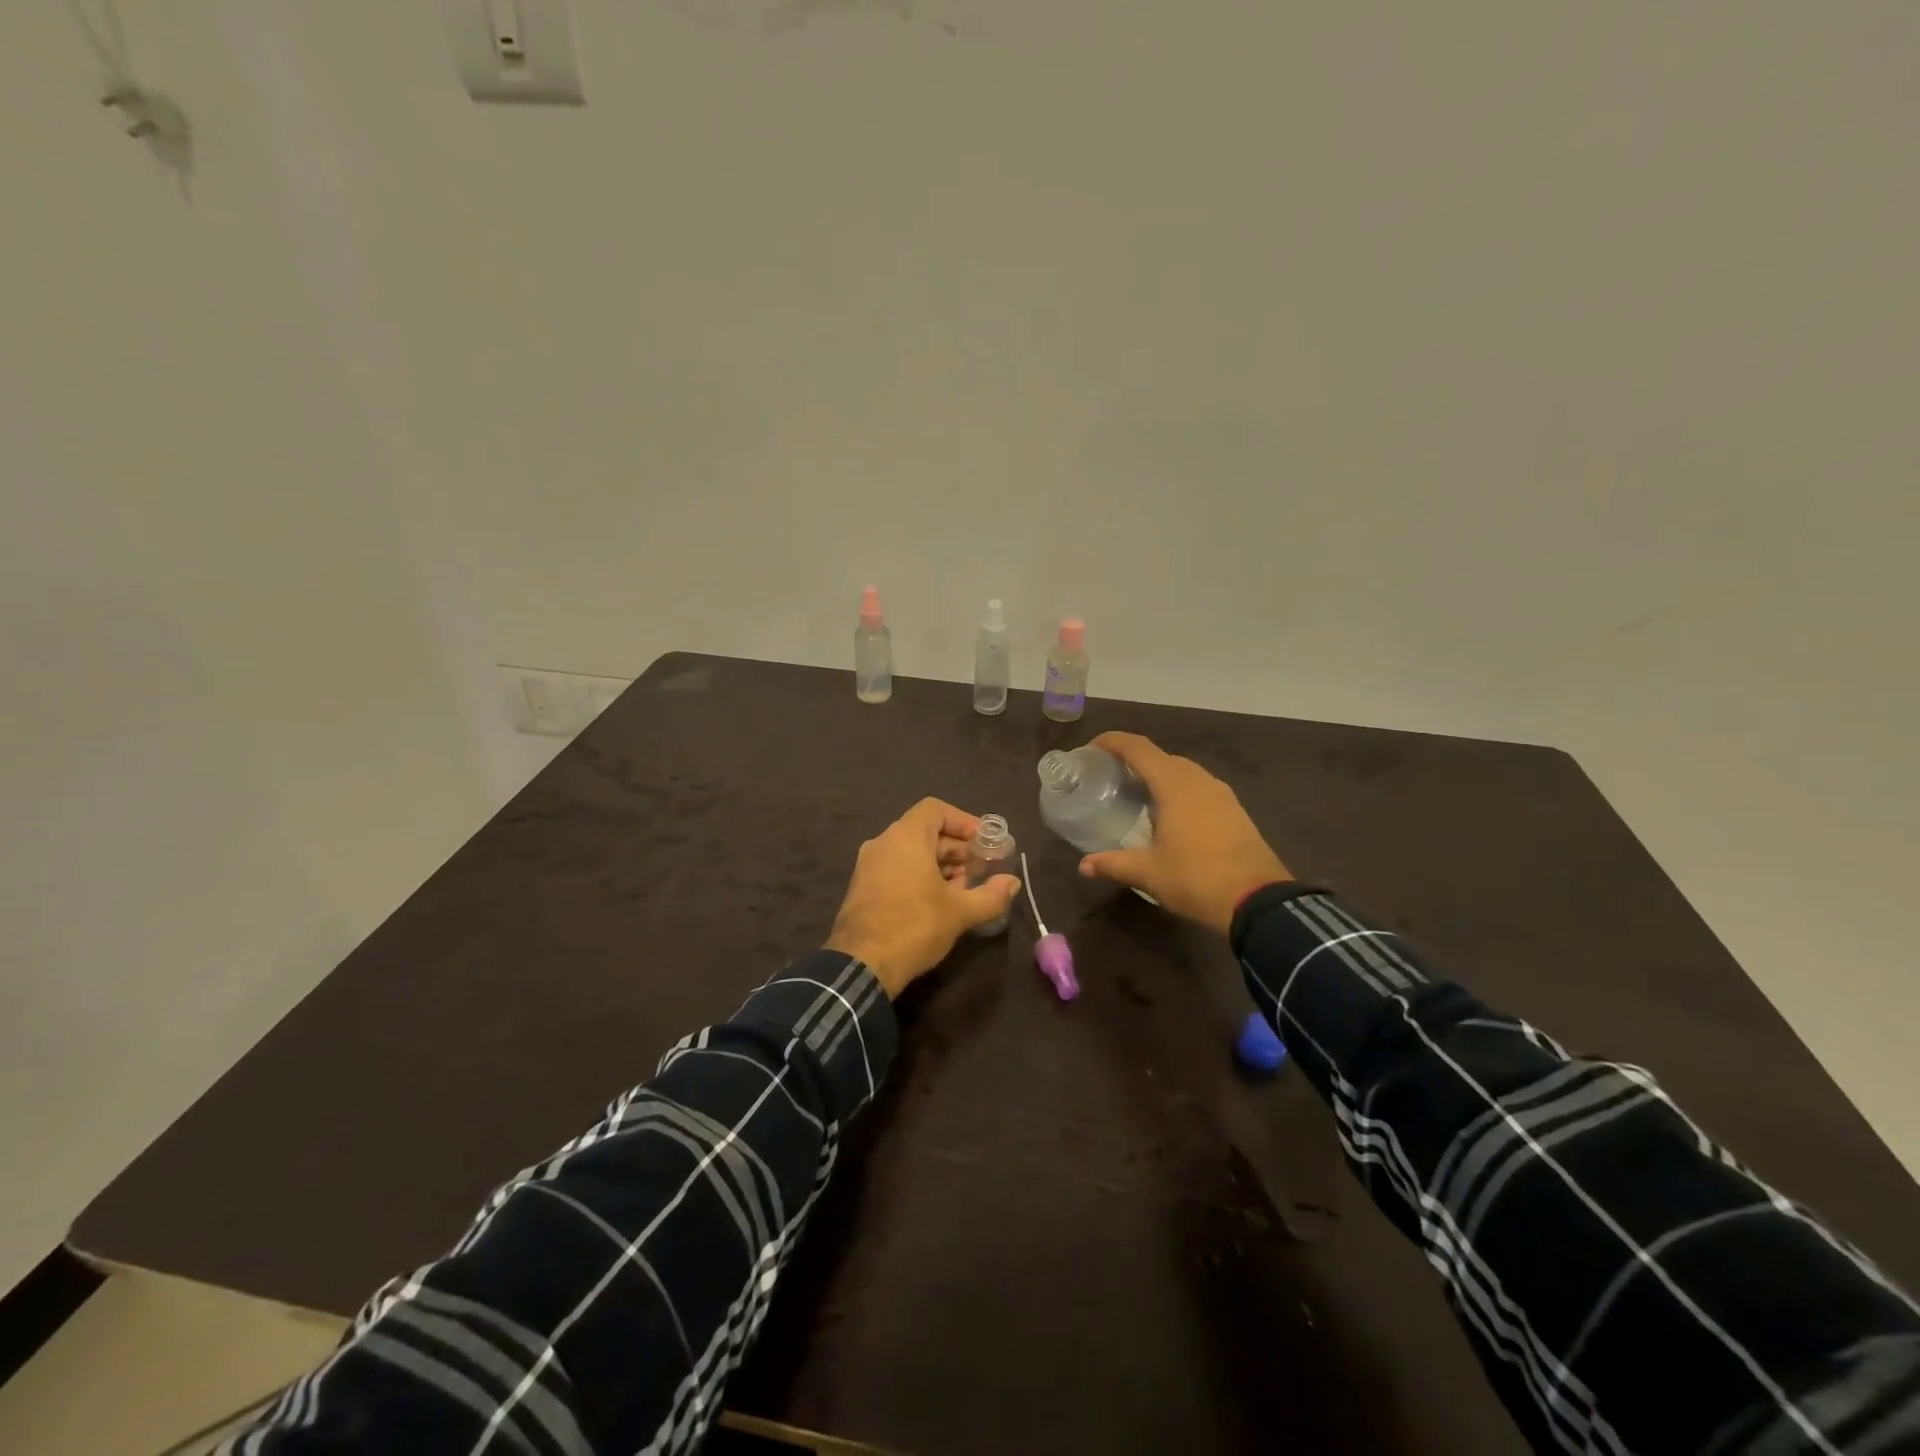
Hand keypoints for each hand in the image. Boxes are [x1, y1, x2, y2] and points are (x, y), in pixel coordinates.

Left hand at [826, 798, 1022, 997]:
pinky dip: (920, 876)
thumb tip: (1013, 883)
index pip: (935, 809)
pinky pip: (897, 868)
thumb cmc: (914, 927)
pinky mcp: (863, 887)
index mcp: (905, 838)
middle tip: (981, 869)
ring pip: (911, 852)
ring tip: (964, 889)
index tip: (983, 842)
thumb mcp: (959, 912)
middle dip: (957, 848)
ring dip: (941, 864)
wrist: (862, 965)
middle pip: (925, 831)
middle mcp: (883, 843)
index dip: (963, 821)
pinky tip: (939, 902)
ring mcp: (869, 866)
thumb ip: (990, 895)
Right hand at [1077, 732, 1291, 933]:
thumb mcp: (1148, 873)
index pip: (1138, 748)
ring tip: (1136, 795)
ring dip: (1158, 776)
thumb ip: (1114, 864)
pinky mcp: (1235, 810)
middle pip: (1160, 757)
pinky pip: (1198, 788)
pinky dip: (1178, 791)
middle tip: (1109, 776)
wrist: (1258, 901)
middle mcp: (1198, 779)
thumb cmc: (1196, 878)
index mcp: (1174, 784)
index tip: (1091, 747)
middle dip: (1133, 760)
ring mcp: (1221, 793)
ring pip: (1182, 772)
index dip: (1113, 741)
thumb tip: (1084, 865)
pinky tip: (1169, 815)